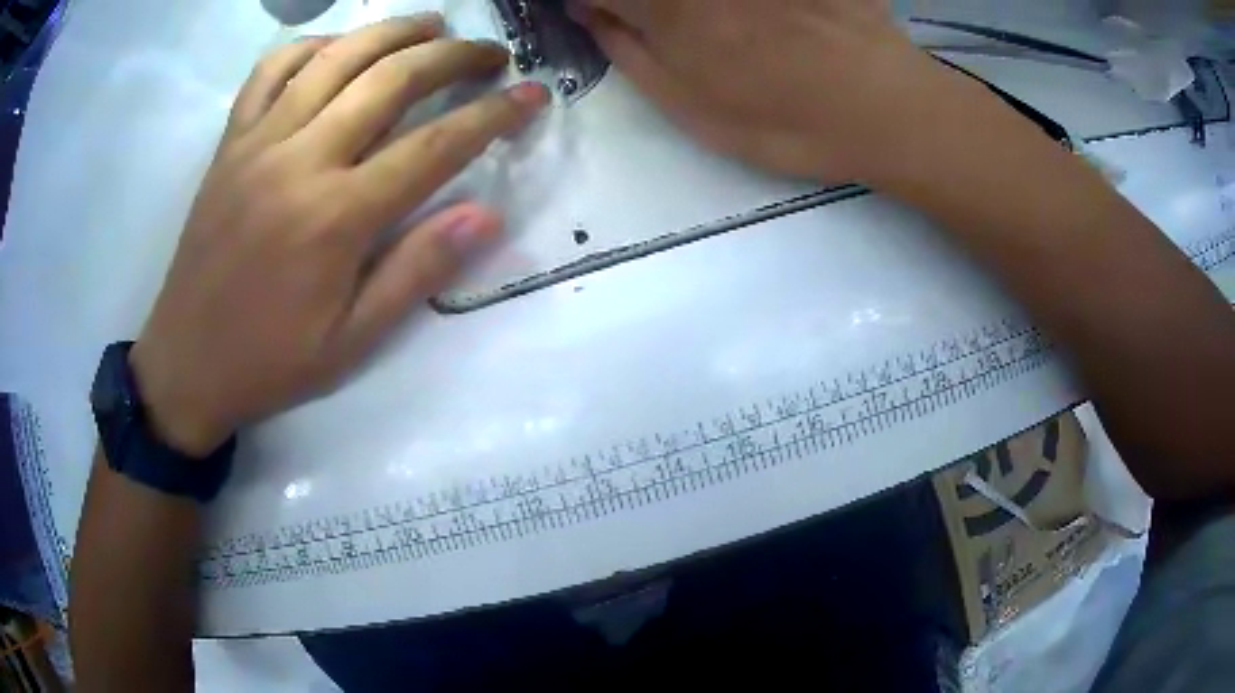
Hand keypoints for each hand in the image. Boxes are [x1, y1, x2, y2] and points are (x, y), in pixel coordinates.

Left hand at [130, 15, 548, 455]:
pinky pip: (269, 72)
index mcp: (337, 217)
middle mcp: (300, 161)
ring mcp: (258, 143)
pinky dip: (310, 46)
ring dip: (392, 31)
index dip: (494, 114)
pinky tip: (338, 46)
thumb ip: (417, 271)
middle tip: (491, 52)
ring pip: (335, 58)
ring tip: (432, 24)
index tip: (533, 95)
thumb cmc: (270, 360)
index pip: (436, 145)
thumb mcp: (352, 340)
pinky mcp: (230, 143)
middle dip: (453, 56)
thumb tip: (486, 215)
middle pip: (391, 80)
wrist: (186, 363)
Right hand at [571, 0, 953, 182]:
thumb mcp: (686, 105)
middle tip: (658, 25)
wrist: (881, 106)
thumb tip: (588, 13)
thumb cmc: (780, 119)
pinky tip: (751, 21)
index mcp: (662, 5)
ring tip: (717, 33)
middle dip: (635, 3)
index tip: (598, 13)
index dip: (588, 0)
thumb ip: (626, 51)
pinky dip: (730, 6)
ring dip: (686, 9)